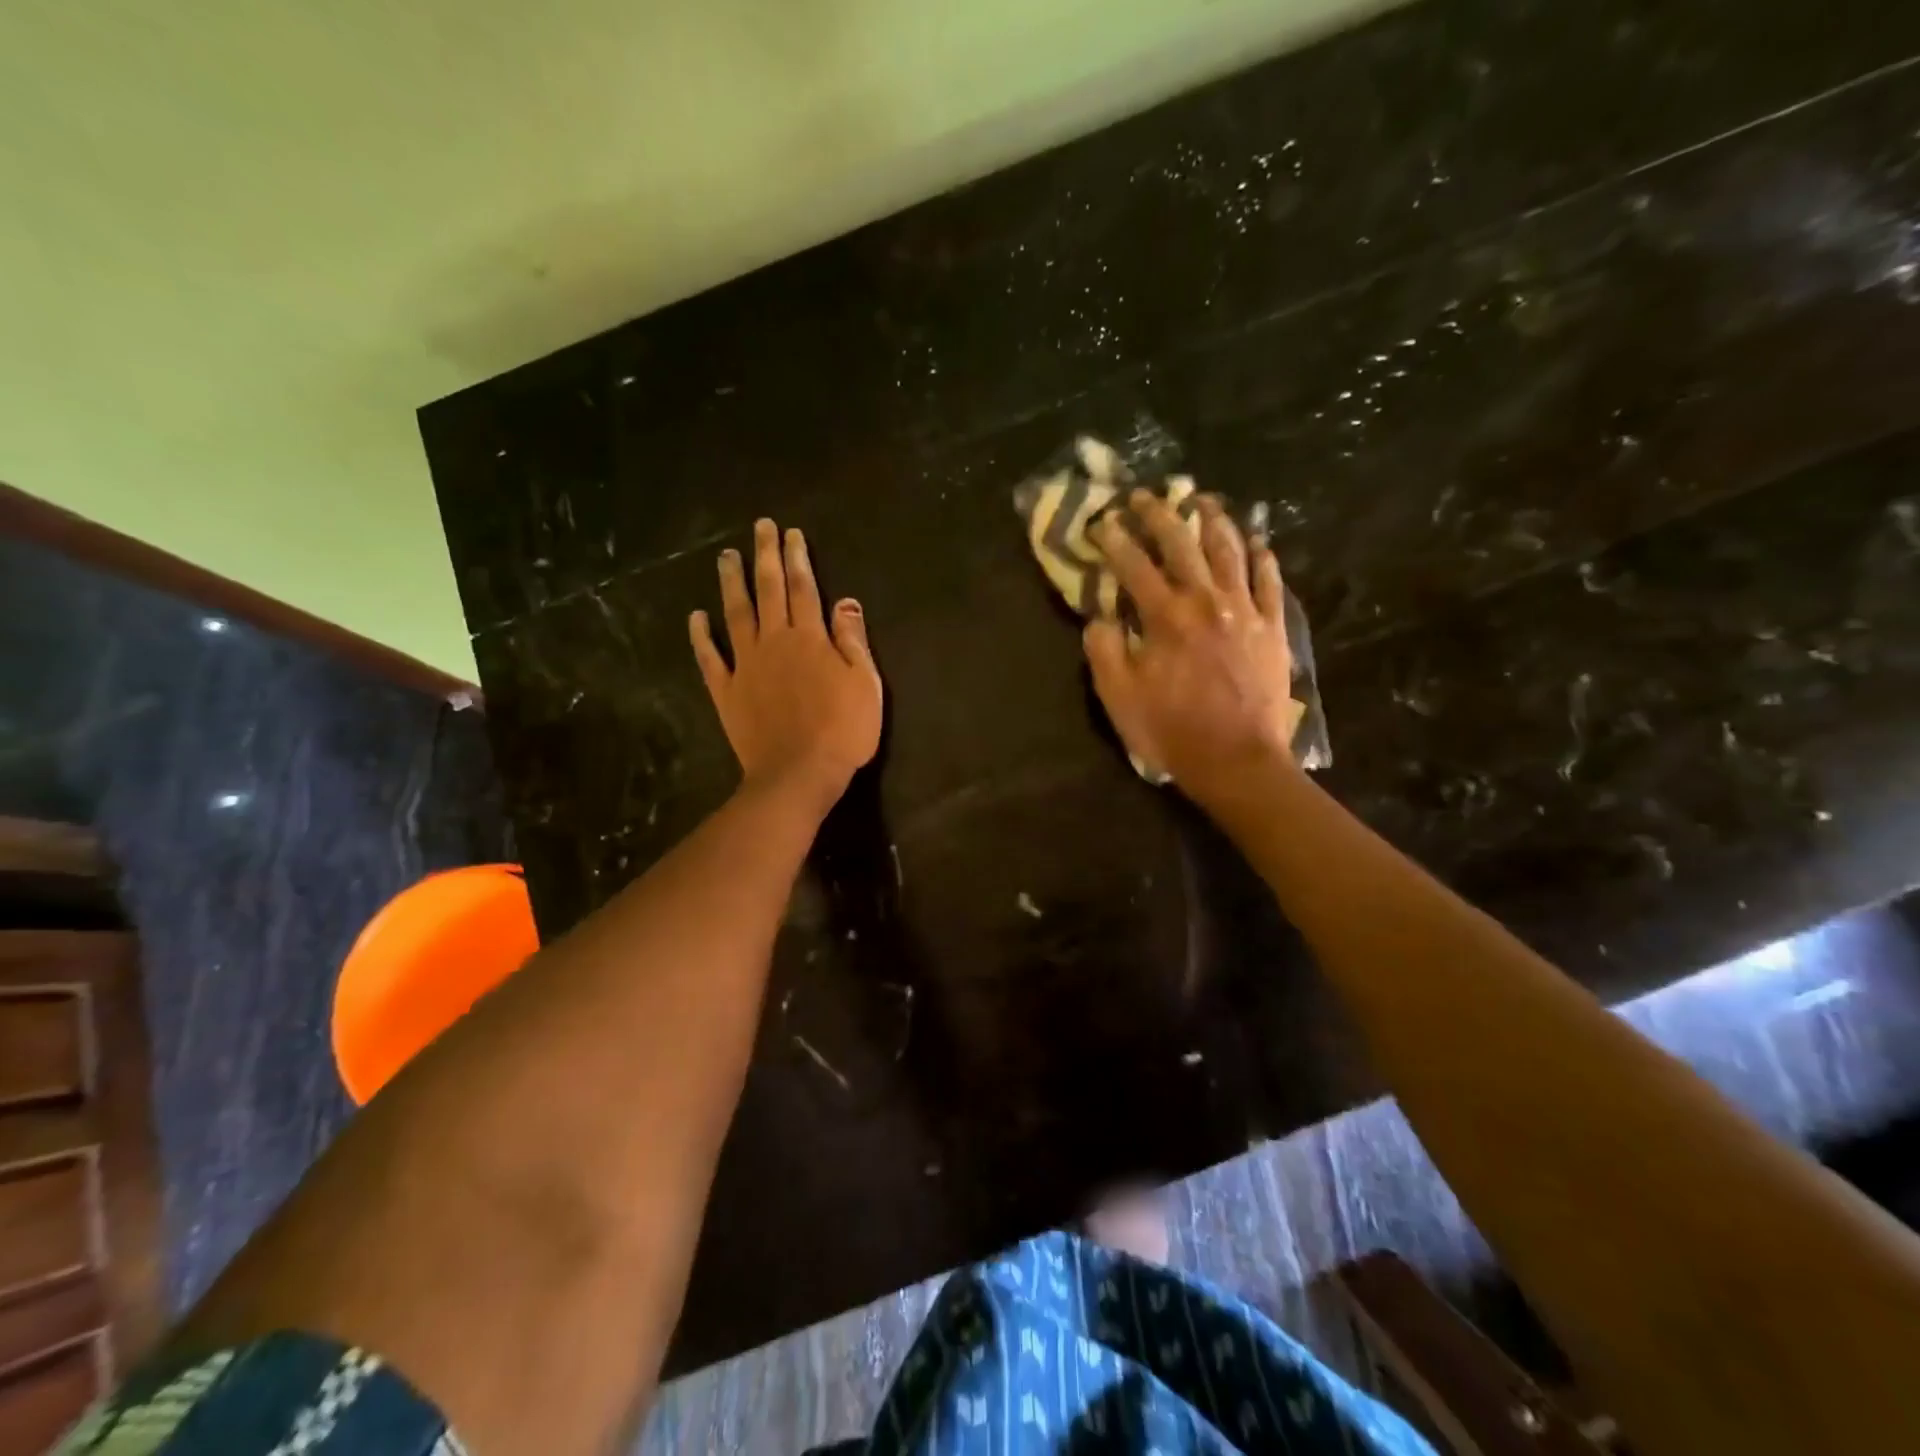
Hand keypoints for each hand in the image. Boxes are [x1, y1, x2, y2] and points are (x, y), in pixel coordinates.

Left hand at [691, 519, 882, 810]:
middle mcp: (774, 641)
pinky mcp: (726, 690)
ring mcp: (746, 665)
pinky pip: (709, 658)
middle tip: (758, 527)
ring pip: (736, 614)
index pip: (803, 588)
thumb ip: (853, 640)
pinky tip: (696, 615)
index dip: (797, 558)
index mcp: (810, 638)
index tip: (790, 533)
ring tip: (725, 556)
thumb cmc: (842, 731)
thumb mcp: (865, 684)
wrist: (798, 774)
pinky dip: (701, 636)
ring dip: (731, 583)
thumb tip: (845, 600)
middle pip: (768, 590)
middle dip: (764, 556)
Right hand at [1084, 490, 1297, 806]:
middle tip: (1144, 496)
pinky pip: (1269, 581)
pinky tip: (1256, 541)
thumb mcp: (1119, 697)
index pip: (1134, 565)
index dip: (1115, 541)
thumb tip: (1100, 617)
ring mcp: (1245, 610)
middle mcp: (1207, 601)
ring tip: (1203, 501)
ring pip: (1230, 551)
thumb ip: (1104, 650)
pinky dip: (1261, 557)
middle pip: (1182, 544)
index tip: (1102, 522)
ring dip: (1214, 521)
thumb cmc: (1172, 730)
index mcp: (1166, 616)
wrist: (1237, 760)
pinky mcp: (1272, 627)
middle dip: (1159, 515)